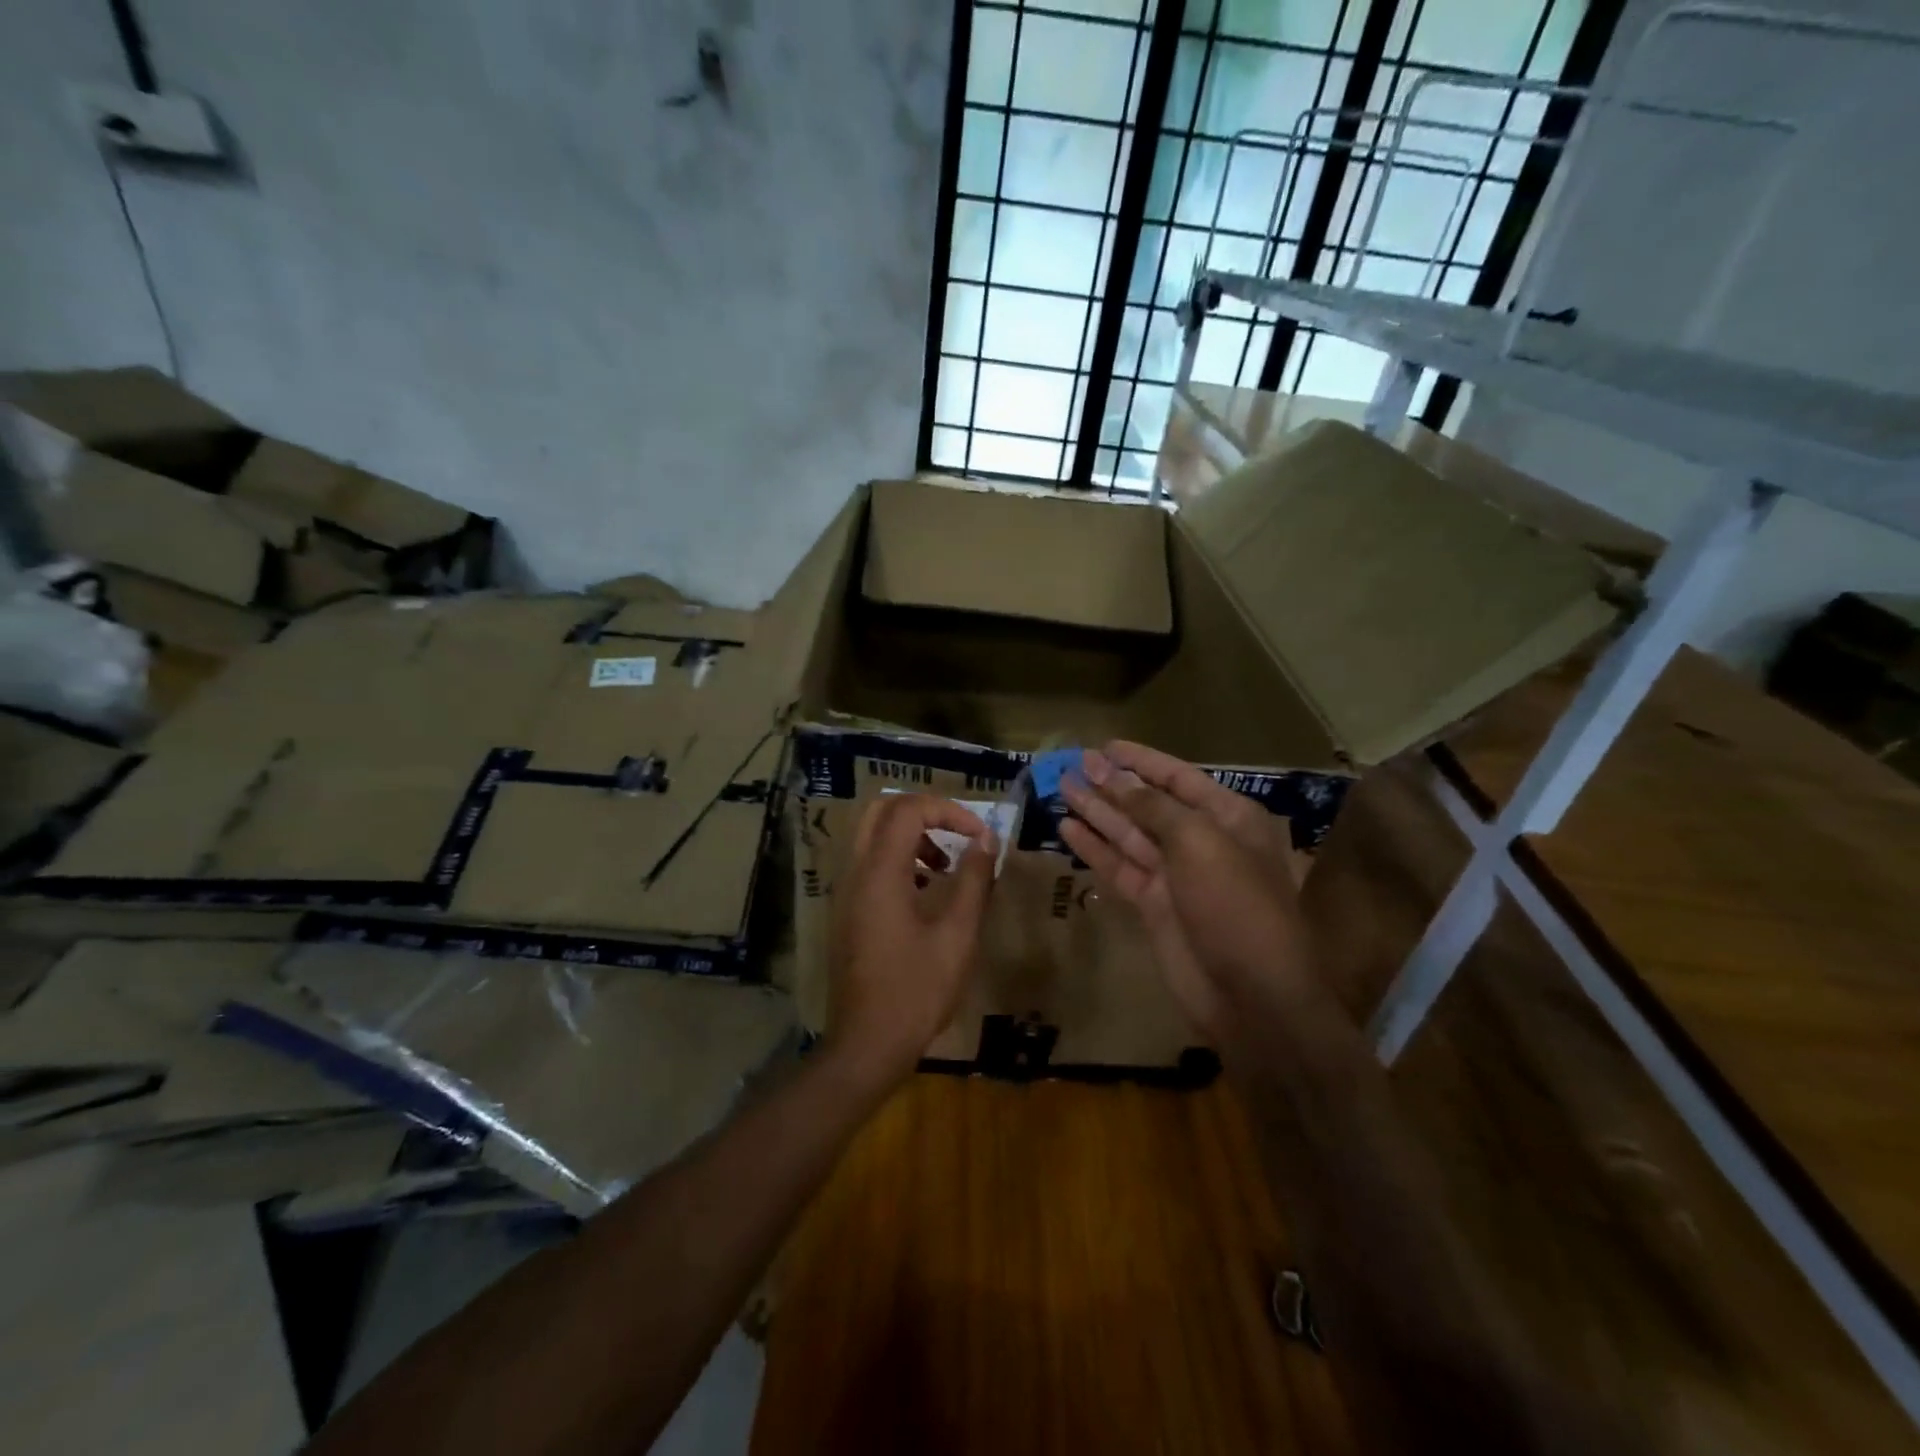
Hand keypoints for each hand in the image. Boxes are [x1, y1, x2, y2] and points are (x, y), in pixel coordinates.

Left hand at [825, 794, 996, 1090]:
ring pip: (873, 835)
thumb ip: (974, 881)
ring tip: (946, 866)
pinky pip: (870, 863)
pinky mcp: (848, 911)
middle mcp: (856, 872)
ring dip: (911, 835)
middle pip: (882, 811)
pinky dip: (899, 859)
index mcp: (880, 873)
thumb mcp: (957, 935)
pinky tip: (926, 891)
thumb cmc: (917, 990)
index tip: (980, 835)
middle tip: (958, 833)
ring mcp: (847, 892)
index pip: (907, 809)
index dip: (949, 810)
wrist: (867, 1043)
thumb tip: (988, 841)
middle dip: (925, 812)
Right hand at [1060, 742, 1313, 1042]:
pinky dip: (1095, 849)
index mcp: (1228, 818)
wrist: (1250, 995)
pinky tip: (1068, 828)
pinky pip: (1120, 867)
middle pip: (1149, 804)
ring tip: (1062, 787)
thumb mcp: (1199, 843)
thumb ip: (1154, 807)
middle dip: (1112, 784)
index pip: (1178, 778)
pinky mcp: (1153, 905)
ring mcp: (1176, 875)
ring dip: (1097, 811)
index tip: (1104, 746)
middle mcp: (1202, 841)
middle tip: (1072, 763)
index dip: (1141, 760)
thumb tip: (1116, 776)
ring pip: (1129, 834)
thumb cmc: (1235, 905)